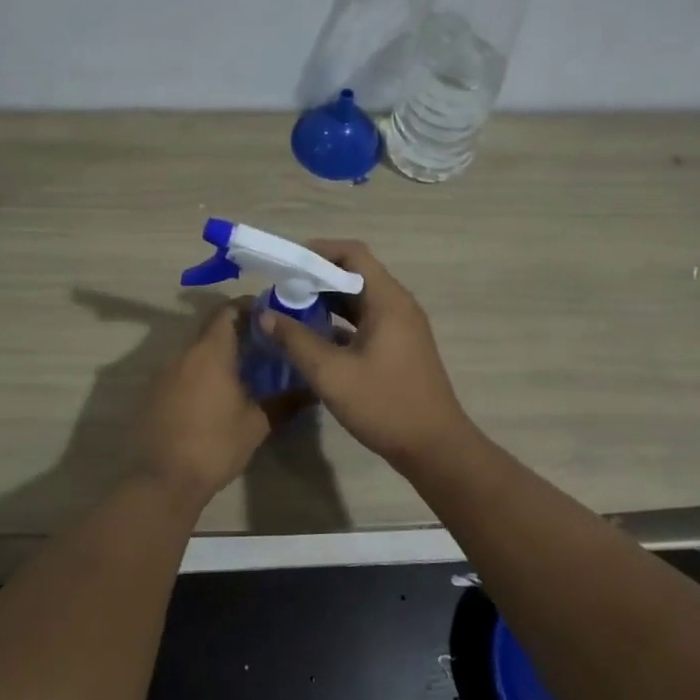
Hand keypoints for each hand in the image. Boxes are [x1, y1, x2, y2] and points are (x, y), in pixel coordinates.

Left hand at [130, 302, 302, 505]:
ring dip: (218, 355)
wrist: (164, 480)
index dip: (249, 308)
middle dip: (238, 333)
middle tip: (264, 347)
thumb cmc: (215, 445)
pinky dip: (200, 373)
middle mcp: (184, 354)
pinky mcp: (154, 393)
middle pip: (211, 329)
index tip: (271, 317)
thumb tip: (312, 389)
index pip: (228, 311)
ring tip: (244, 372)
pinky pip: (182, 371)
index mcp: (210, 352)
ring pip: (196, 351)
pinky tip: (216, 395)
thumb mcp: (257, 425)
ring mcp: (164, 373)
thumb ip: (285, 402)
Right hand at [257, 241, 473, 467]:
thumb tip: (265, 315)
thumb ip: (296, 340)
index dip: (318, 252)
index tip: (286, 265)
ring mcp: (401, 328)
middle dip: (316, 279)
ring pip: (359, 301)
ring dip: (326, 302)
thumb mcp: (331, 374)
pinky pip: (365, 322)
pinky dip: (339, 324)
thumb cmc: (384, 404)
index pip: (353, 254)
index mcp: (388, 300)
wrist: (434, 447)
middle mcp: (398, 305)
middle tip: (280, 292)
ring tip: (290, 313)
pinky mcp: (399, 348)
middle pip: (355, 275)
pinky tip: (313, 340)